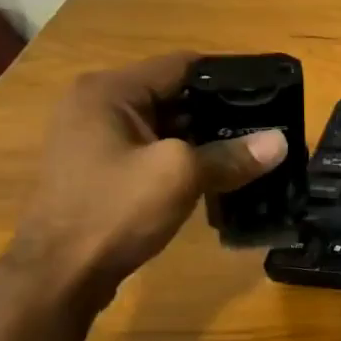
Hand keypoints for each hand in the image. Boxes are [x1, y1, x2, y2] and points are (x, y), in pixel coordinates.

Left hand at [10, 54, 287, 299]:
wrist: (58, 275)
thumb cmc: (113, 210)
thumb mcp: (180, 175)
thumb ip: (232, 155)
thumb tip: (282, 141)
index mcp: (110, 91)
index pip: (183, 64)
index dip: (231, 76)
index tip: (273, 92)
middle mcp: (99, 105)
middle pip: (177, 94)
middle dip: (223, 110)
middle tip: (270, 125)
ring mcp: (98, 138)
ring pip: (170, 125)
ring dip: (208, 137)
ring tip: (255, 149)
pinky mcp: (104, 168)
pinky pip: (157, 150)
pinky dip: (188, 157)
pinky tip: (221, 173)